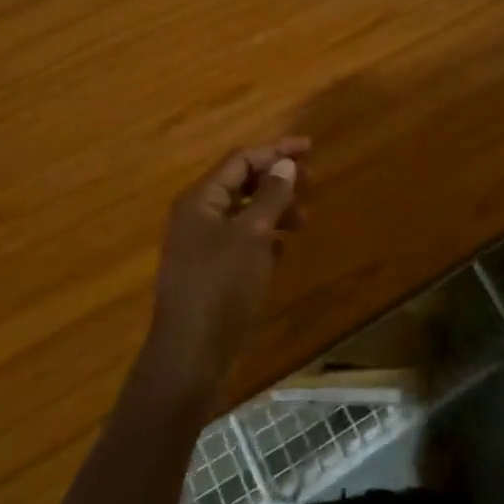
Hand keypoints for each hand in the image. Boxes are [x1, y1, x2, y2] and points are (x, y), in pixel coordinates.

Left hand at [146, 138, 309, 393]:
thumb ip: (270, 195)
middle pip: (241, 182)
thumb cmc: (222, 286)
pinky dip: (265, 236)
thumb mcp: (252, 234)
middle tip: (312, 183)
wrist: (191, 354)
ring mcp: (201, 246)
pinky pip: (241, 240)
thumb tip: (286, 164)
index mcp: (201, 200)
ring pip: (243, 212)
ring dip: (275, 209)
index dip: (276, 151)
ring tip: (304, 221)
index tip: (310, 149)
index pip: (241, 160)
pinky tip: (284, 248)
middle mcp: (197, 216)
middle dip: (277, 179)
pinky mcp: (210, 272)